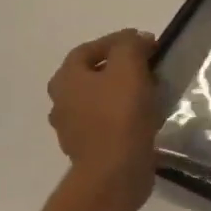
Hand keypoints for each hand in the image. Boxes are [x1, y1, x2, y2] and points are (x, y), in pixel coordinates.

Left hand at [48, 30, 162, 204]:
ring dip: (120, 91)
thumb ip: (131, 46)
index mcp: (66, 79)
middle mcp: (62, 101)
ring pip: (98, 99)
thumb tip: (138, 39)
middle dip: (117, 66)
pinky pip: (106, 121)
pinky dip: (122, 113)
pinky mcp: (89, 148)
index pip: (89, 49)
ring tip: (149, 90)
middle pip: (91, 74)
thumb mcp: (128, 69)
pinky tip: (143, 116)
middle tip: (146, 65)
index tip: (146, 42)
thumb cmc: (120, 115)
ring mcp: (73, 128)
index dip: (117, 41)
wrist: (115, 171)